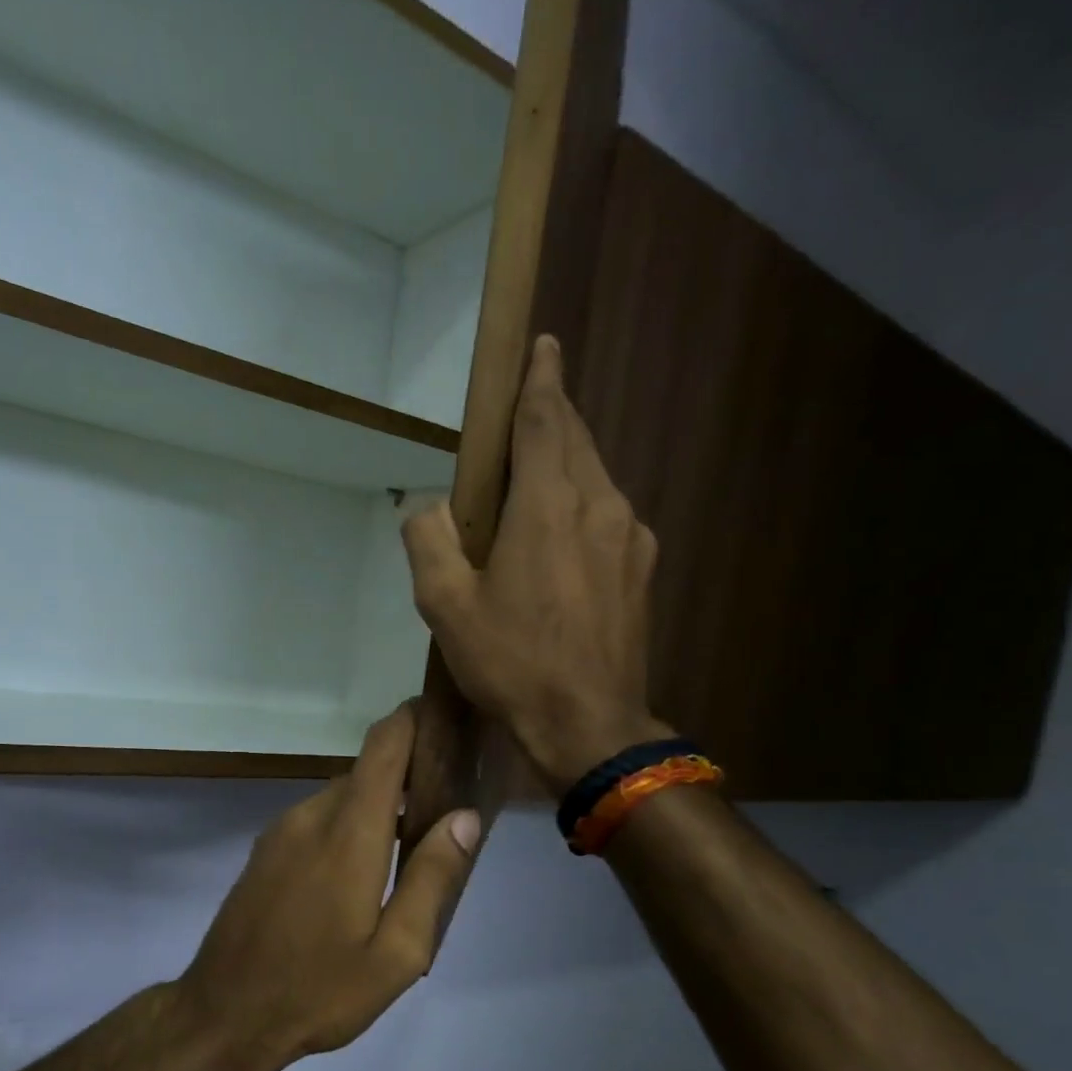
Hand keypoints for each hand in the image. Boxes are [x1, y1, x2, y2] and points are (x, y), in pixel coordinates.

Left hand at [175, 703, 478, 1070]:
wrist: (223, 1015)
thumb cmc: (318, 990)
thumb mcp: (396, 953)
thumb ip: (432, 878)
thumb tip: (464, 817)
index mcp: (348, 832)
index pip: (383, 746)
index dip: (414, 720)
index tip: (448, 721)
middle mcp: (312, 815)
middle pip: (368, 772)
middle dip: (408, 777)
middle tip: (446, 810)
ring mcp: (282, 830)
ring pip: (343, 797)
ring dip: (377, 808)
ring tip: (410, 850)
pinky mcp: (267, 849)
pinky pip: (318, 819)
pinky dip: (349, 826)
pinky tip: (362, 873)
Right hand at [403, 335, 667, 791]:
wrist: (589, 725)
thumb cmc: (511, 663)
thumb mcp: (446, 607)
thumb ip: (428, 541)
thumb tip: (427, 507)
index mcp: (548, 504)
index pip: (545, 418)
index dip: (540, 378)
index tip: (541, 345)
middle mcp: (600, 504)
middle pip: (575, 440)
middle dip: (551, 417)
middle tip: (525, 413)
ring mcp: (630, 537)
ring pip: (596, 478)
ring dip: (566, 466)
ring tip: (534, 486)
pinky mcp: (643, 569)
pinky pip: (610, 517)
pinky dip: (583, 508)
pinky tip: (562, 542)